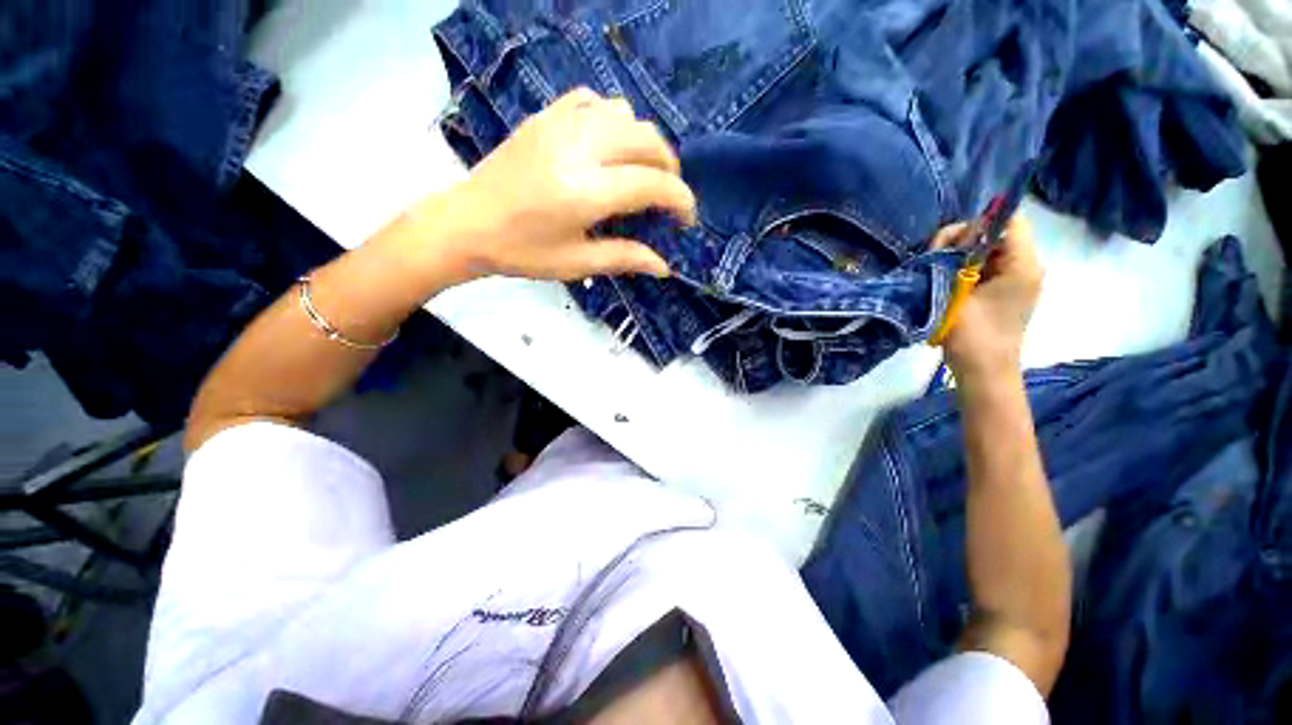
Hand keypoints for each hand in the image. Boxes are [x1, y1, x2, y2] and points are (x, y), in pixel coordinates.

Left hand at [412, 88, 696, 282]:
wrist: (468, 223)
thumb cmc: (523, 252)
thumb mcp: (577, 264)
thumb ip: (624, 258)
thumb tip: (664, 267)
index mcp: (586, 192)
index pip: (652, 184)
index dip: (680, 200)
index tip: (686, 220)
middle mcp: (579, 149)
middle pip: (647, 141)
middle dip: (670, 169)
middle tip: (668, 197)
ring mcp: (561, 124)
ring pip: (626, 115)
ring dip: (645, 144)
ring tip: (642, 172)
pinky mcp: (547, 116)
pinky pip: (595, 101)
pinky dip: (614, 120)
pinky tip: (610, 145)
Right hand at [932, 215, 1042, 377]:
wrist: (984, 371)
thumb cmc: (972, 334)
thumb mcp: (958, 293)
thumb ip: (956, 260)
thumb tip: (951, 239)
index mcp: (1023, 265)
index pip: (1008, 222)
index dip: (977, 225)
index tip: (950, 245)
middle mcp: (1026, 266)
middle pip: (996, 234)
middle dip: (964, 240)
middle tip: (936, 259)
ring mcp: (1016, 279)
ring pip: (988, 250)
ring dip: (962, 255)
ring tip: (938, 272)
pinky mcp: (1005, 290)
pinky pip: (986, 266)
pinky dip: (966, 268)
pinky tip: (948, 281)